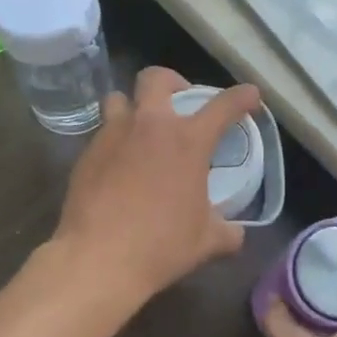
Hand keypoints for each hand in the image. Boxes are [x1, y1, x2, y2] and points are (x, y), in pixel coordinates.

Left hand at [51, 67, 262, 313]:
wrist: (99, 258)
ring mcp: (113, 135)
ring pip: (118, 99)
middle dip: (171, 82)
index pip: (223, 106)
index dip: (241, 97)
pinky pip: (102, 134)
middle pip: (156, 78)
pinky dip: (114, 142)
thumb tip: (236, 234)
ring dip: (132, 107)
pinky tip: (117, 167)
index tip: (249, 95)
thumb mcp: (206, 241)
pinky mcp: (86, 154)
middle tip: (178, 103)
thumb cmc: (161, 245)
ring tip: (140, 131)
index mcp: (188, 141)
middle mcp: (150, 126)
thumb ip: (227, 231)